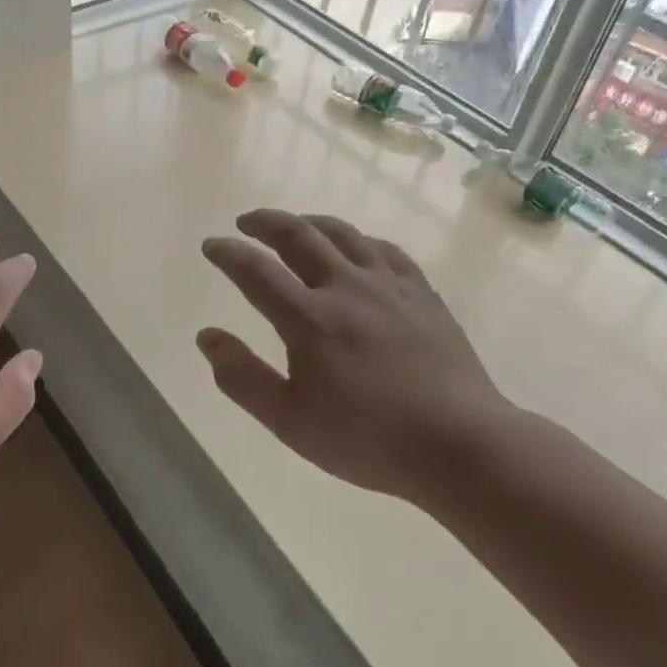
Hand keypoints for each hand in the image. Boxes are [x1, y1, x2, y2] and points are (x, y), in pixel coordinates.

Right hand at [198, 210, 515, 504]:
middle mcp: (345, 288)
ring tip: (294, 225)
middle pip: (298, 235)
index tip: (210, 245)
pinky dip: (359, 240)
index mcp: (309, 319)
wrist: (460, 444)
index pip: (255, 271)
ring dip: (309, 222)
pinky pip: (385, 249)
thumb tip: (206, 336)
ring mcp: (389, 286)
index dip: (228, 253)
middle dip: (265, 222)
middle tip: (246, 222)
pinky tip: (356, 248)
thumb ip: (242, 377)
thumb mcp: (289, 421)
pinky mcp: (422, 293)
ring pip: (343, 234)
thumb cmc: (368, 439)